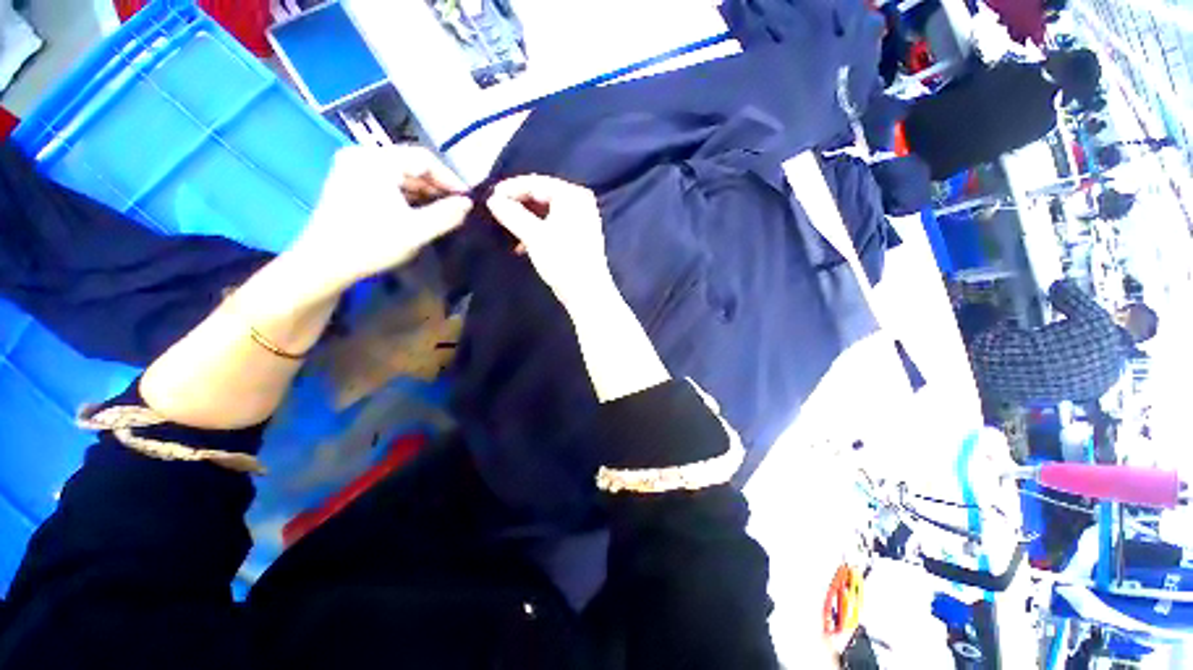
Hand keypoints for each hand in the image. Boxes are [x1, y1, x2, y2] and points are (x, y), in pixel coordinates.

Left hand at [291, 145, 472, 291]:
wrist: (324, 264)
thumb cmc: (372, 243)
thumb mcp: (416, 230)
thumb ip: (446, 215)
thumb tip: (468, 204)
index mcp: (377, 161)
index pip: (424, 159)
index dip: (450, 178)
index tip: (466, 199)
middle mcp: (362, 156)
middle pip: (410, 164)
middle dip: (436, 186)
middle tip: (456, 208)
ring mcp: (351, 168)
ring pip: (399, 173)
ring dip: (422, 191)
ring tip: (441, 212)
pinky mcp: (348, 182)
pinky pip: (386, 181)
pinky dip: (405, 194)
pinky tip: (417, 211)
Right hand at [486, 175, 614, 308]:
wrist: (587, 293)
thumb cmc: (562, 260)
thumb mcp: (534, 236)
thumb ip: (512, 214)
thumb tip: (492, 199)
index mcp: (572, 195)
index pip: (535, 183)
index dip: (510, 189)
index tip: (488, 199)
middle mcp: (579, 201)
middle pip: (541, 195)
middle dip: (517, 204)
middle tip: (495, 212)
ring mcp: (581, 218)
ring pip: (546, 211)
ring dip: (525, 219)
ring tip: (506, 229)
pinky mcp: (579, 235)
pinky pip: (552, 224)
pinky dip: (536, 230)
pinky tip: (522, 243)